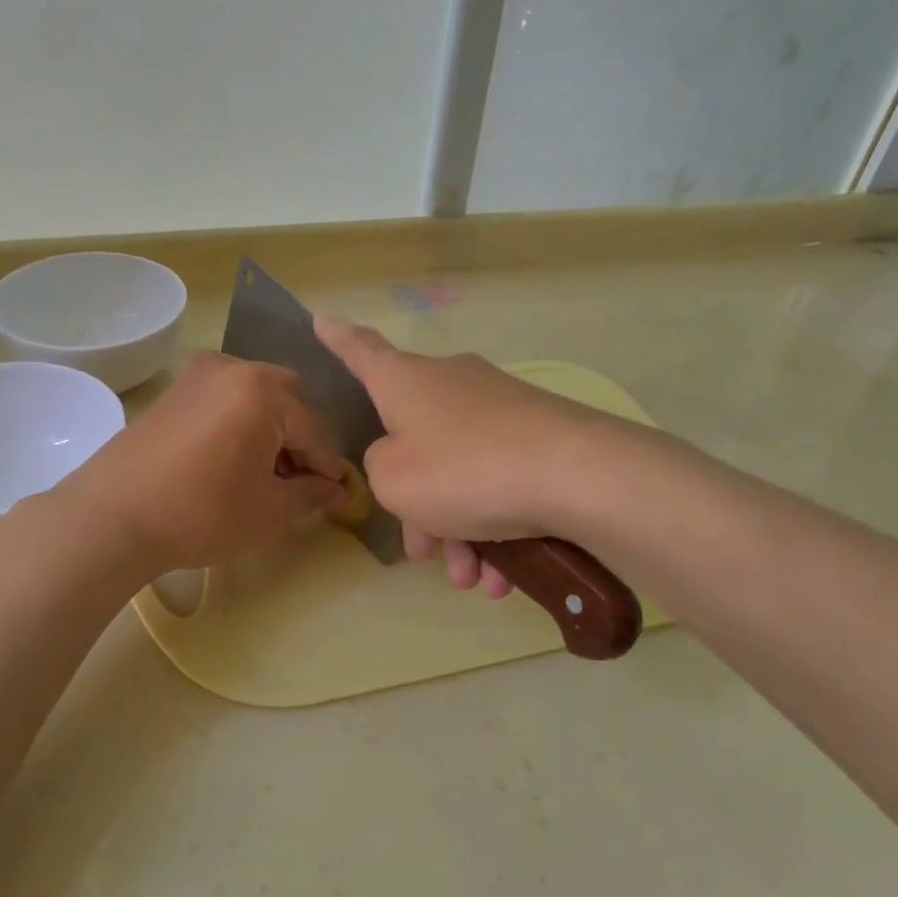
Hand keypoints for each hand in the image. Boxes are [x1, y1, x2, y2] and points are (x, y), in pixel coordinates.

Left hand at [61, 351, 346, 573]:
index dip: (327, 467)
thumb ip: (312, 494)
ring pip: (255, 396)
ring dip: (270, 429)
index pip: (313, 430)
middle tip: (295, 482)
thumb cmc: (201, 513)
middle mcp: (233, 367)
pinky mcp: (174, 391)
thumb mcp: (270, 511)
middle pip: (287, 400)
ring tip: (263, 475)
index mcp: (263, 390)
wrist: (111, 517)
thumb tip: (336, 490)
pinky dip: (239, 423)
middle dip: (299, 439)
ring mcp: (198, 375)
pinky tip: (230, 462)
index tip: (337, 495)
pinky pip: (224, 399)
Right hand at [314, 314, 608, 596]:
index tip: (320, 317)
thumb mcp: (392, 479)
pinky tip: (502, 577)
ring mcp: (499, 409)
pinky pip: (499, 483)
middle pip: (416, 442)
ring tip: (471, 579)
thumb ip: (378, 466)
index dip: (338, 339)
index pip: (361, 351)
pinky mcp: (538, 436)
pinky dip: (495, 528)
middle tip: (423, 553)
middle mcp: (451, 384)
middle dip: (417, 506)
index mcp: (406, 382)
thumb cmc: (462, 470)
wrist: (577, 476)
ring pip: (460, 474)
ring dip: (458, 531)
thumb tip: (401, 457)